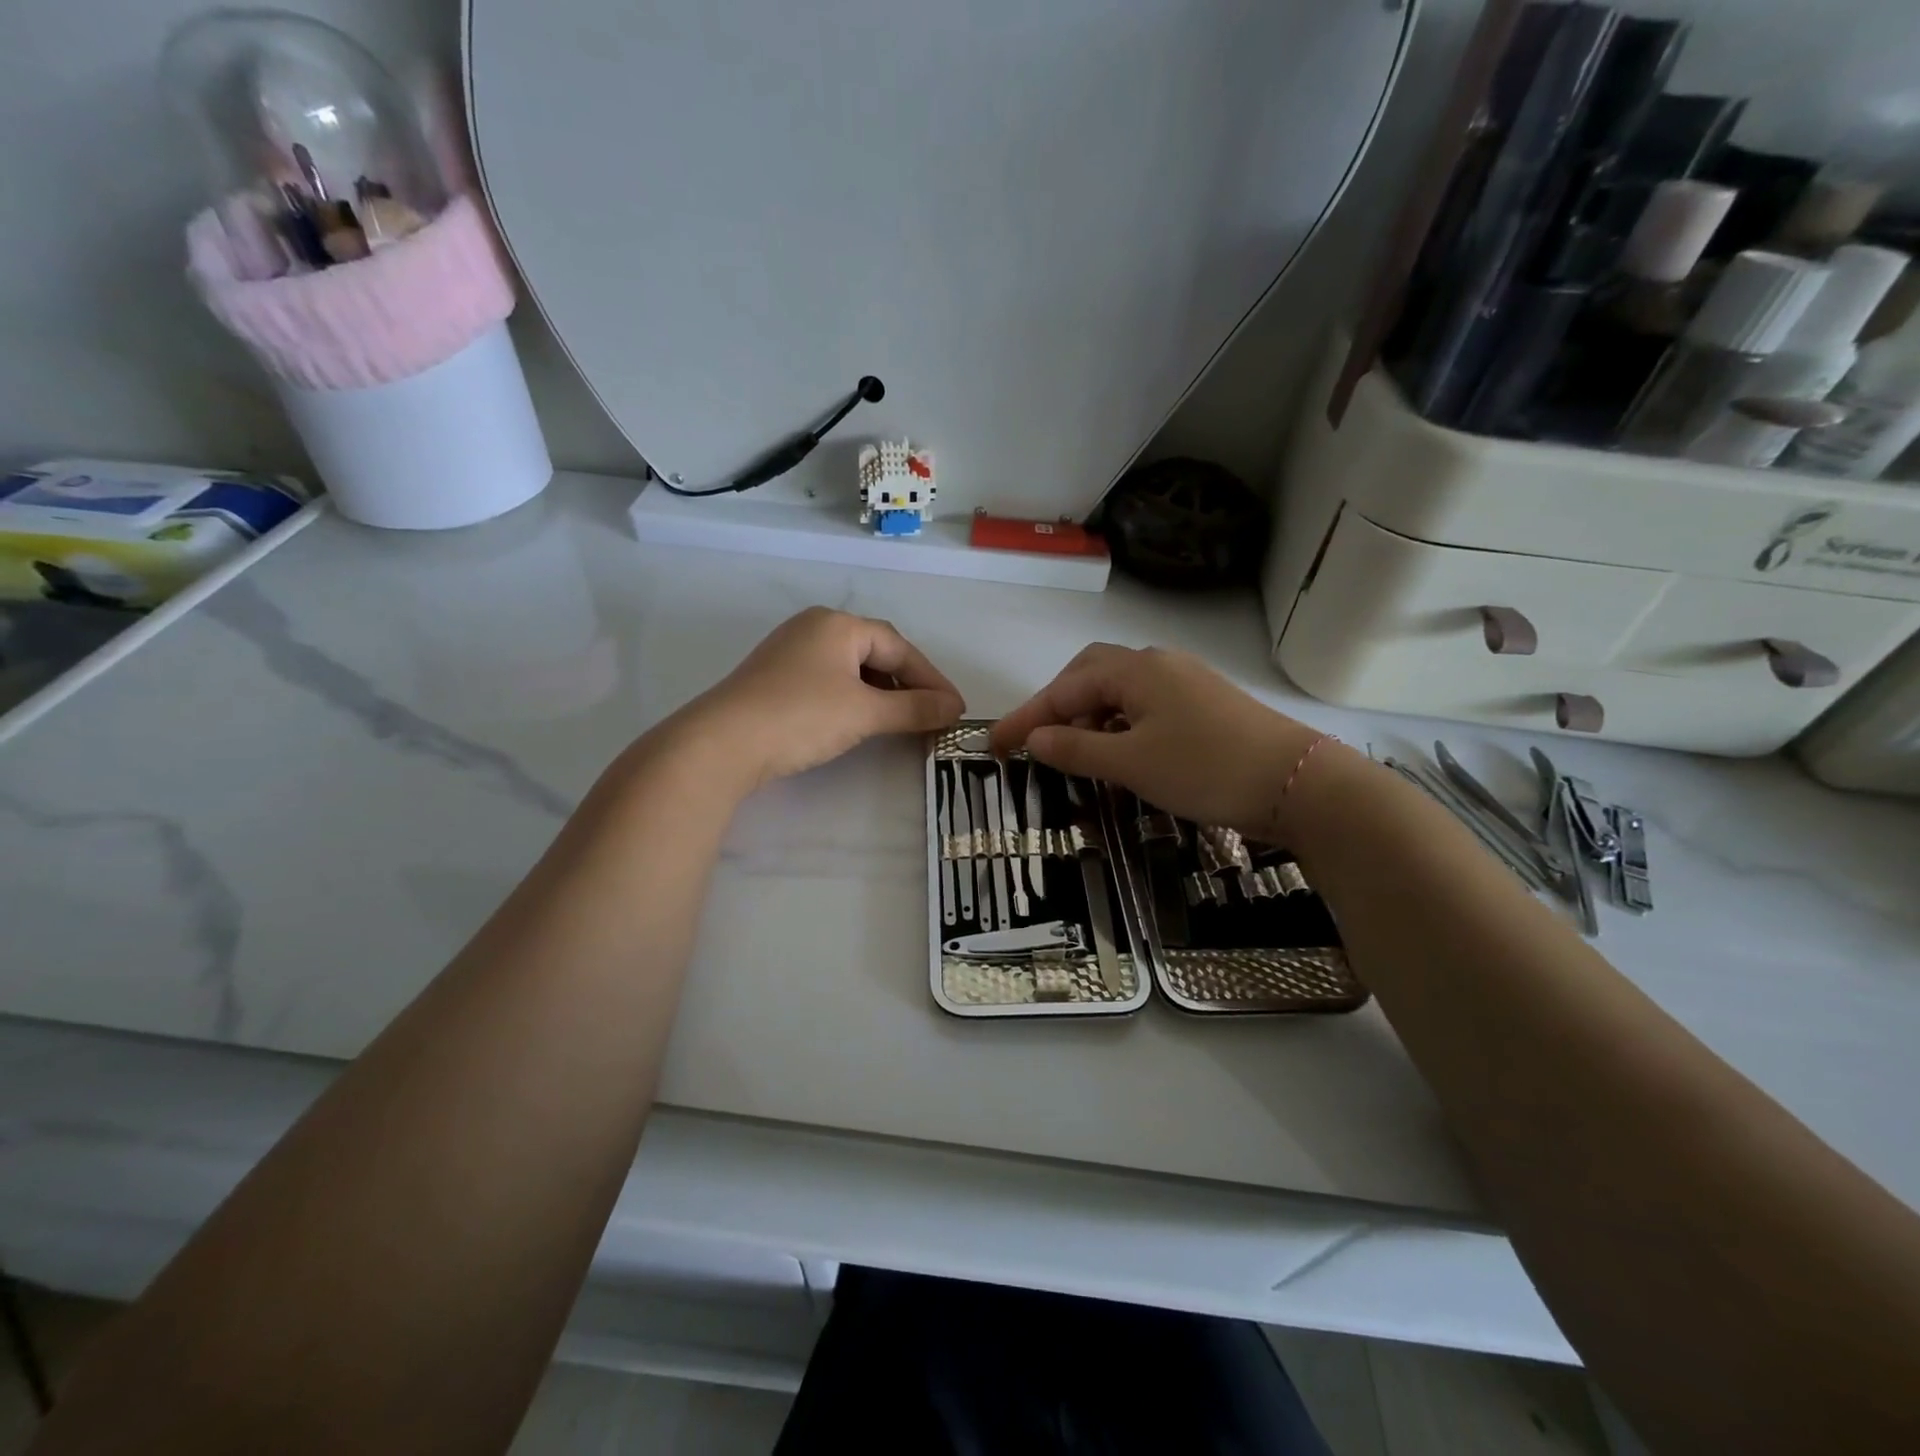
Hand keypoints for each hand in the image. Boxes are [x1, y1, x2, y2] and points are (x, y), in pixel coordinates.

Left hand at [674, 607, 964, 788]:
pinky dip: (854, 698)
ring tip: (901, 720)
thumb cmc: (801, 717)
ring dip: (881, 693)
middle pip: (876, 652)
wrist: (722, 743)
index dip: (931, 679)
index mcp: (838, 624)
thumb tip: (954, 708)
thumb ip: (913, 708)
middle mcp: (814, 627)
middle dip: (907, 684)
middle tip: (932, 713)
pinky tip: (860, 720)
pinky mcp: (775, 677)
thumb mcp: (865, 713)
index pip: (899, 647)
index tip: (955, 708)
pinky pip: (829, 680)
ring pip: (851, 668)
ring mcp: (790, 651)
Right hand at [990, 644, 1324, 834]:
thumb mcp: (1132, 764)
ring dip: (1090, 716)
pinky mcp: (1205, 704)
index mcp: (1136, 670)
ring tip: (1078, 754)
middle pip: (1091, 675)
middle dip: (1058, 706)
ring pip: (1120, 691)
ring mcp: (1186, 682)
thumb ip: (1077, 748)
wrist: (1299, 784)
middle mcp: (1159, 664)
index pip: (1064, 687)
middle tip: (1040, 743)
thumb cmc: (1206, 769)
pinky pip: (1146, 705)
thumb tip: (1035, 739)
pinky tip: (1122, 752)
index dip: (1026, 717)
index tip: (995, 746)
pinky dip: (1120, 725)